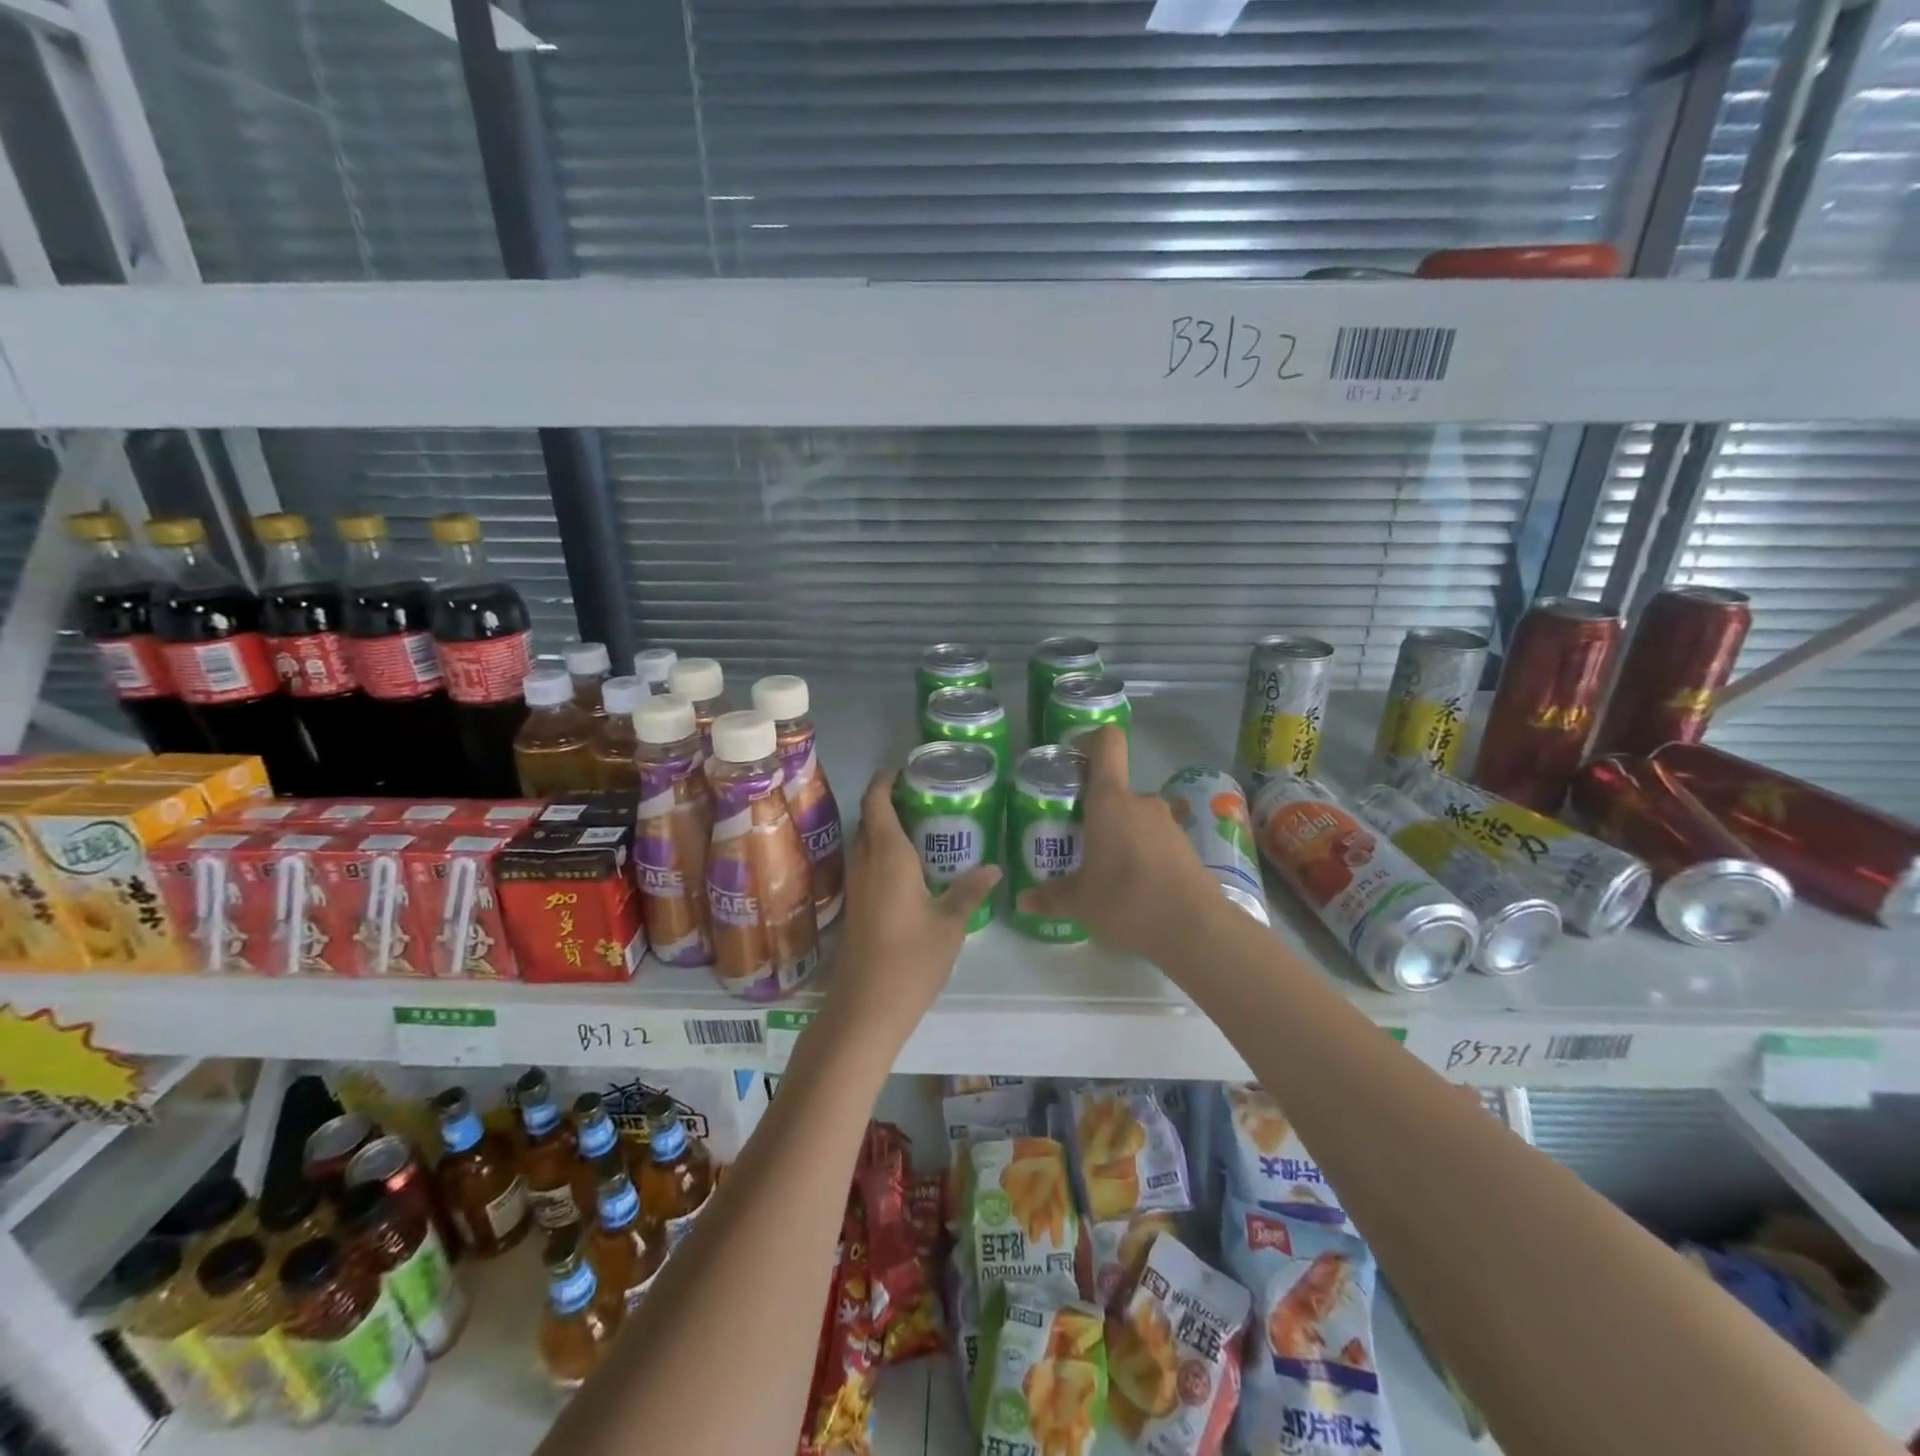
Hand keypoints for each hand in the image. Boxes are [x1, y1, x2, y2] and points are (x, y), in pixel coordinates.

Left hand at [824, 769, 999, 1041]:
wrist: (865, 1008)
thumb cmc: (911, 960)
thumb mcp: (950, 925)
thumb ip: (969, 891)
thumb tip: (993, 868)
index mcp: (888, 856)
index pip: (877, 802)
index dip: (885, 780)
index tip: (902, 768)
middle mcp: (865, 863)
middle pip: (867, 819)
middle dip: (885, 801)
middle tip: (920, 795)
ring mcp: (855, 887)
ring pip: (863, 842)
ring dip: (880, 827)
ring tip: (916, 825)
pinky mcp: (854, 907)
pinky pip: (864, 864)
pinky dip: (879, 853)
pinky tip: (906, 867)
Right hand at [1014, 727, 1220, 962]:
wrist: (1194, 927)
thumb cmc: (1127, 899)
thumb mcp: (1080, 901)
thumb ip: (1051, 896)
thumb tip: (1023, 901)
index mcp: (1110, 800)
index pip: (1107, 743)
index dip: (1090, 741)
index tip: (1072, 760)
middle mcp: (1140, 802)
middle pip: (1114, 789)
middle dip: (1094, 809)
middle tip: (1075, 838)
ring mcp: (1168, 822)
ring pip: (1133, 816)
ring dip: (1118, 833)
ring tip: (1102, 867)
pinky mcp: (1185, 846)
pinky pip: (1153, 837)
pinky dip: (1140, 851)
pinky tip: (1131, 884)